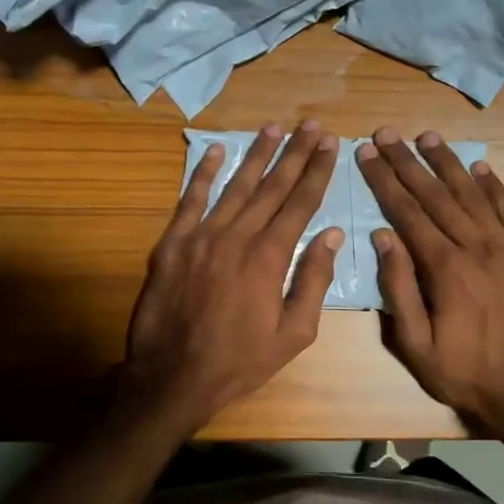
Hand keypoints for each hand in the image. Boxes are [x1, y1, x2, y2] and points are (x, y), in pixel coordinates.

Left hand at [124, 121, 342, 432]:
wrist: (172, 378)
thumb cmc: (239, 362)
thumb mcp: (293, 334)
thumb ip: (313, 281)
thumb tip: (332, 235)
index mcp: (269, 258)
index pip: (300, 204)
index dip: (317, 171)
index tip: (331, 144)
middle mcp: (236, 237)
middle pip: (271, 186)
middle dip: (295, 153)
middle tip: (312, 125)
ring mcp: (200, 237)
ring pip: (234, 186)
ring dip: (256, 154)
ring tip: (274, 127)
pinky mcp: (171, 244)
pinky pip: (190, 200)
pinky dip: (203, 174)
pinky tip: (215, 150)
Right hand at [356, 128, 503, 436]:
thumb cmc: (464, 372)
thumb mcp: (416, 344)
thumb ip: (399, 288)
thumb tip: (382, 237)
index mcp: (446, 269)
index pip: (408, 213)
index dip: (384, 181)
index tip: (366, 153)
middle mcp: (476, 248)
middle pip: (436, 195)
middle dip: (408, 162)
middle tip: (386, 133)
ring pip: (471, 195)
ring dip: (448, 162)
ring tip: (427, 135)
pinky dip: (492, 186)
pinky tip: (480, 166)